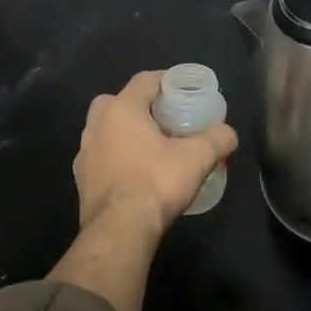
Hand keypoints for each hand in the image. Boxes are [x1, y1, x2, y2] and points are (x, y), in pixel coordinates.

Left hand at [73, 70, 238, 238]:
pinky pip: (102, 156)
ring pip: (107, 129)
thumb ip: (217, 139)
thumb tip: (229, 133)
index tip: (185, 91)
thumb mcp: (197, 158)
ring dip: (126, 132)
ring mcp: (84, 152)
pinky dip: (117, 157)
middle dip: (142, 106)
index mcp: (122, 109)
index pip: (145, 80)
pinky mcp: (81, 178)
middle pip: (120, 101)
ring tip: (152, 147)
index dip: (167, 81)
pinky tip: (135, 173)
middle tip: (166, 120)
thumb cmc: (156, 183)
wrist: (119, 230)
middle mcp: (97, 124)